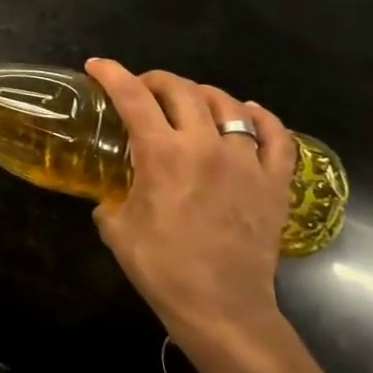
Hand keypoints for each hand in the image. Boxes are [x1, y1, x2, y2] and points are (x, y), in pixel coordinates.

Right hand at [83, 59, 295, 349]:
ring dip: (200, 95)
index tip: (96, 66)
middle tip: (140, 89)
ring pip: (227, 105)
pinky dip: (260, 118)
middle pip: (181, 90)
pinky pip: (276, 136)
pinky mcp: (275, 183)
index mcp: (161, 154)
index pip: (132, 96)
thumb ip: (111, 195)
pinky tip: (248, 114)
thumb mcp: (115, 225)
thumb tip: (111, 190)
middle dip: (154, 80)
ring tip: (188, 102)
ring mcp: (246, 162)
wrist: (221, 307)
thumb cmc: (160, 267)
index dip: (111, 74)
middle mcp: (205, 146)